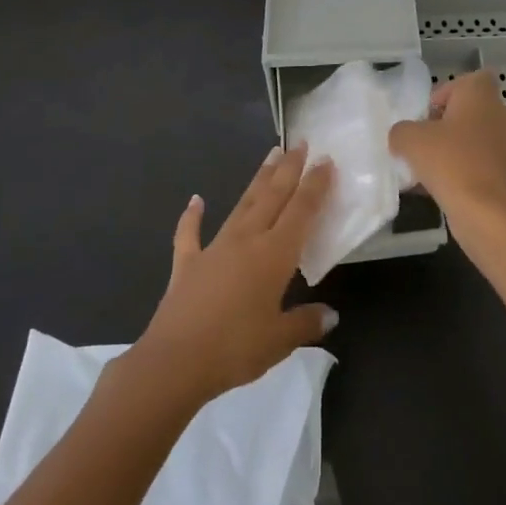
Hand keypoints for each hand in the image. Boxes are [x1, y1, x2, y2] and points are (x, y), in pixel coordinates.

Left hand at [134, 143, 338, 405]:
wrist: (175, 361)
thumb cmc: (235, 349)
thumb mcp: (280, 341)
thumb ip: (306, 323)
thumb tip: (331, 314)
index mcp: (275, 255)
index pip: (301, 211)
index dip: (315, 185)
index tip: (326, 160)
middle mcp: (247, 240)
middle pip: (273, 196)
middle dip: (289, 169)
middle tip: (300, 143)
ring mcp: (214, 248)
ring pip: (242, 205)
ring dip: (258, 180)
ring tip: (270, 155)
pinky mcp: (187, 263)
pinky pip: (189, 233)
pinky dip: (192, 216)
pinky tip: (196, 200)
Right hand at [389, 71, 505, 231]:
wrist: (487, 213)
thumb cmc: (450, 162)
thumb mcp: (409, 139)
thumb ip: (401, 130)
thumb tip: (403, 136)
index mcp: (482, 96)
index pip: (470, 79)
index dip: (447, 92)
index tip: (428, 113)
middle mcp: (502, 115)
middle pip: (470, 111)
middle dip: (445, 125)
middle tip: (422, 142)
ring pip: (475, 140)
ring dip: (452, 150)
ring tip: (425, 170)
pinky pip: (480, 165)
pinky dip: (462, 172)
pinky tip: (437, 189)